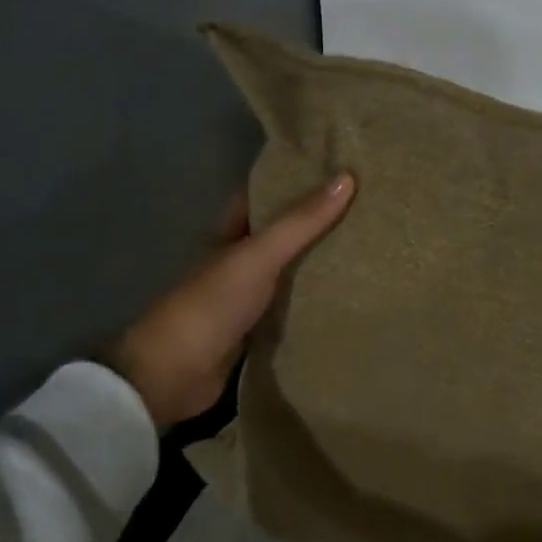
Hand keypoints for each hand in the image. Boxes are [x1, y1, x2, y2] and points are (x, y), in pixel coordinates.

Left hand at [107, 173, 355, 427]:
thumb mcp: (258, 256)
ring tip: (368, 244)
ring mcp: (247, 296)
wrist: (173, 374)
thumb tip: (347, 177)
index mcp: (230, 233)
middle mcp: (238, 259)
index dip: (295, 179)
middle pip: (281, 232)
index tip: (337, 167)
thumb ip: (301, 222)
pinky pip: (293, 306)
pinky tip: (349, 294)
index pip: (265, 194)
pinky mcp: (257, 330)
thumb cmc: (211, 304)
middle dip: (316, 221)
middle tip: (366, 206)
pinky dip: (315, 300)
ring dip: (319, 261)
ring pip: (290, 270)